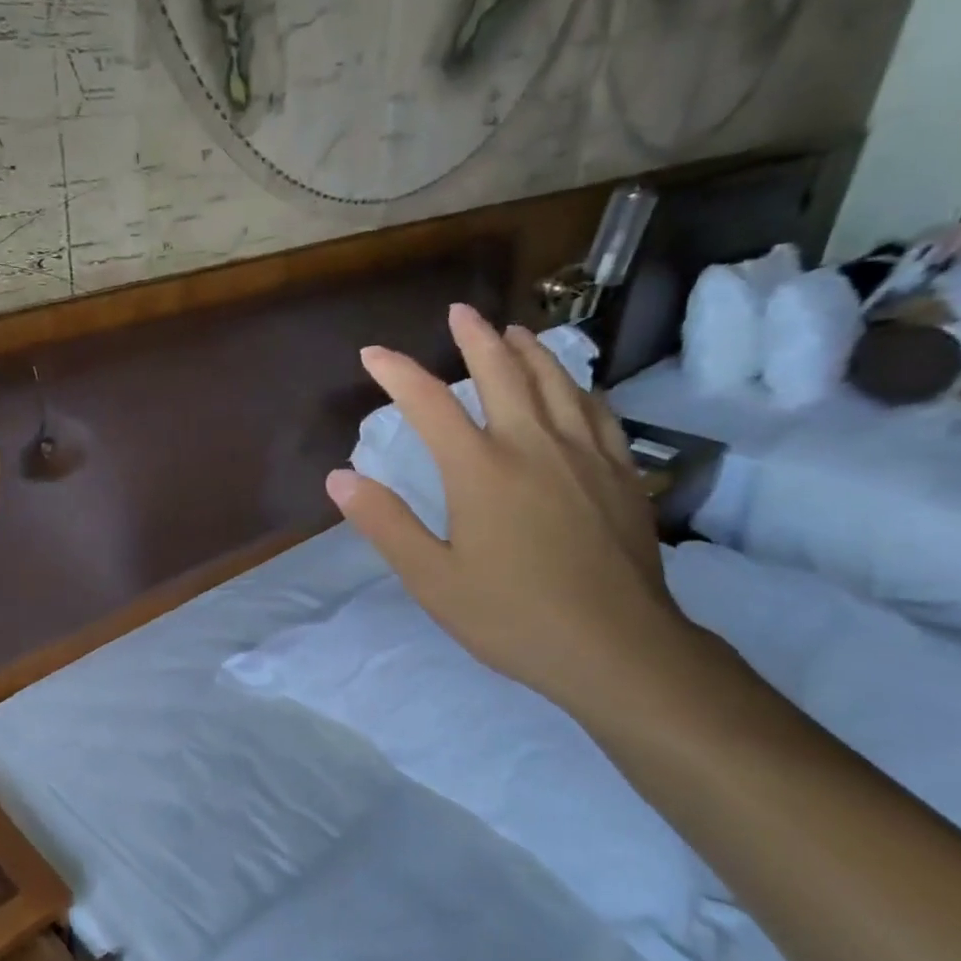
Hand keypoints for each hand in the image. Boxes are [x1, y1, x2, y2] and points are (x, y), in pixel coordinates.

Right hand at [327, 305, 692, 713]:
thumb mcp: (432, 579)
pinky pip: (598, 411)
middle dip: (475, 338)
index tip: (373, 354)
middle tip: (459, 312)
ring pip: (557, 382)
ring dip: (529, 351)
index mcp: (481, 469)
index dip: (397, 373)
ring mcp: (585, 455)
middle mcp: (534, 445)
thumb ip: (385, 524)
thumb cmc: (512, 616)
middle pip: (502, 372)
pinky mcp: (620, 474)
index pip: (430, 403)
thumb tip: (340, 478)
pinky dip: (577, 386)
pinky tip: (574, 387)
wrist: (616, 648)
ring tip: (513, 332)